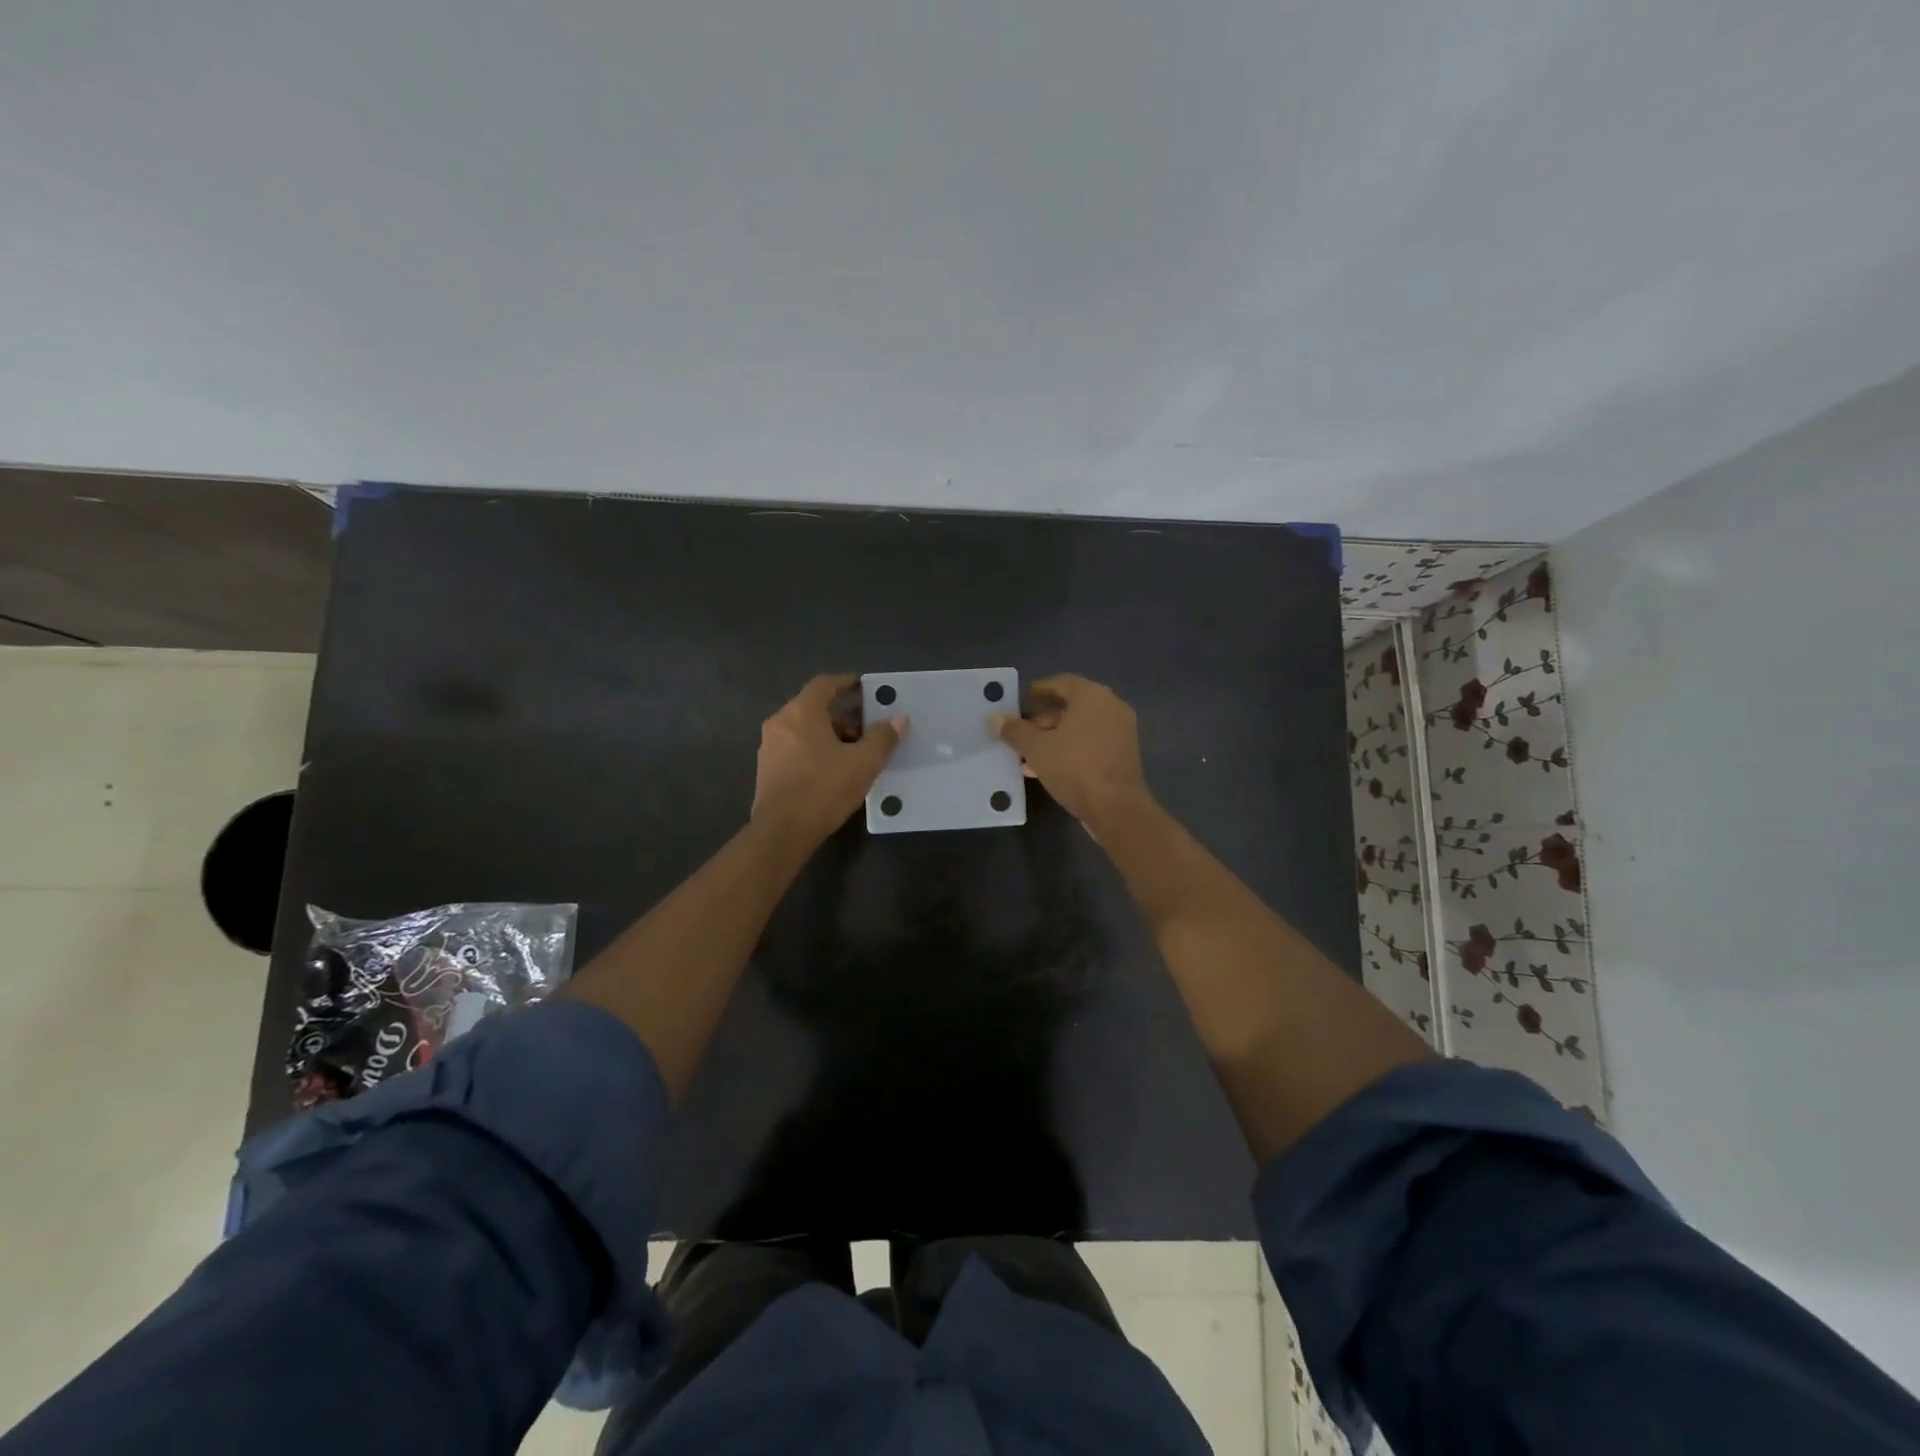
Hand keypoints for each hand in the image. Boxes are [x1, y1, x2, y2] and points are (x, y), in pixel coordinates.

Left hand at [752, 675, 906, 842]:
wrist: (782, 832)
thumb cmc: (824, 789)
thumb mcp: (863, 763)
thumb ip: (883, 738)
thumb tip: (899, 719)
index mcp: (802, 712)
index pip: (824, 684)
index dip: (845, 683)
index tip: (863, 687)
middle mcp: (780, 722)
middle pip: (814, 708)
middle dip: (842, 715)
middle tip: (866, 728)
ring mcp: (769, 746)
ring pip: (804, 729)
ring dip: (828, 735)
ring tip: (853, 753)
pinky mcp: (767, 769)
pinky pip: (795, 748)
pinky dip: (814, 750)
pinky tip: (832, 770)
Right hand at [991, 674, 1152, 829]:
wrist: (1117, 809)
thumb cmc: (1075, 768)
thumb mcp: (1037, 748)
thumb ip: (1015, 731)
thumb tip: (995, 719)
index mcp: (1092, 696)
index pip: (1060, 683)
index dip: (1037, 691)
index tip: (1019, 702)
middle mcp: (1110, 707)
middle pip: (1070, 707)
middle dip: (1041, 720)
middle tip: (1018, 733)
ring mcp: (1120, 732)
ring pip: (1079, 729)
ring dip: (1052, 739)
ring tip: (1025, 756)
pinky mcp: (1122, 755)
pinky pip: (1090, 744)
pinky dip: (1069, 750)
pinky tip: (1044, 769)